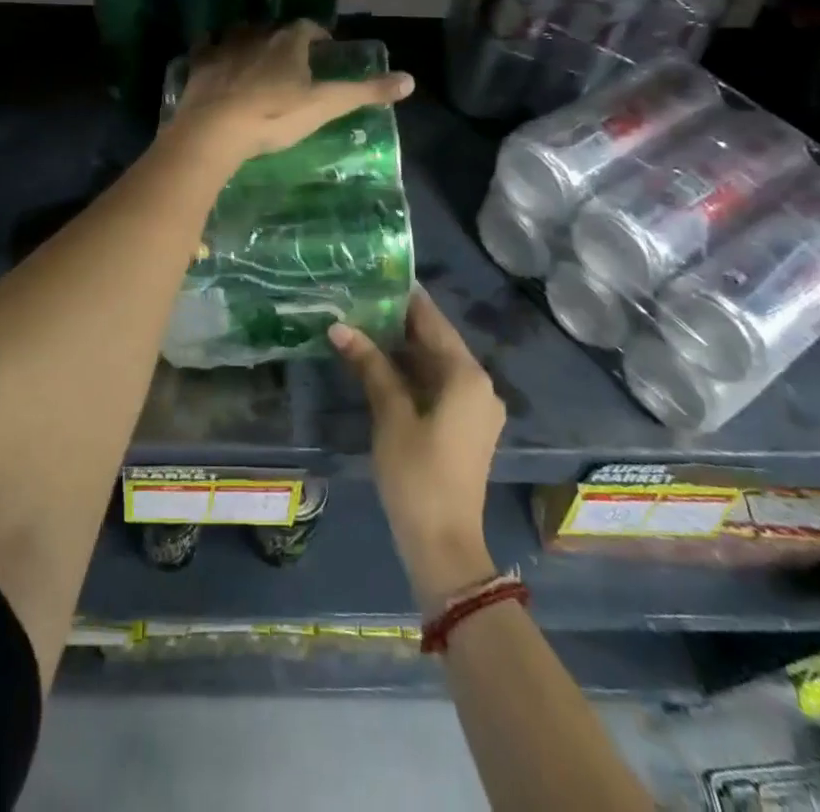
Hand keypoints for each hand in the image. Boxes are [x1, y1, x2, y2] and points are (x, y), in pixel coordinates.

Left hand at [170, 20, 413, 164]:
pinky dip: (213, 50)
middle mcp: (256, 34)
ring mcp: (223, 47)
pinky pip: (206, 47)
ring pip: (240, 33)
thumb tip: (409, 80)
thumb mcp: (325, 106)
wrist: (215, 130)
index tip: (323, 48)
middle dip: (283, 38)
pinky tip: (214, 60)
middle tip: (291, 58)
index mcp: (288, 42)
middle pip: (274, 28)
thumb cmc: (274, 117)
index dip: (317, 35)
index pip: (307, 27)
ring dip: (249, 41)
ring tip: (255, 58)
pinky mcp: (198, 64)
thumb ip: (365, 92)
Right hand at [330, 291, 504, 612]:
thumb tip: (340, 326)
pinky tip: (380, 365)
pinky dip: (412, 374)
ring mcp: (475, 408)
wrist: (444, 545)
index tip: (376, 275)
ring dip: (403, 349)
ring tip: (363, 324)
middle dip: (399, 323)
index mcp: (467, 375)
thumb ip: (370, 365)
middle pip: (436, 342)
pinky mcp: (466, 428)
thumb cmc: (418, 474)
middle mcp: (479, 385)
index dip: (405, 298)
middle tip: (360, 300)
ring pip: (436, 365)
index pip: (433, 321)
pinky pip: (439, 386)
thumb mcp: (390, 415)